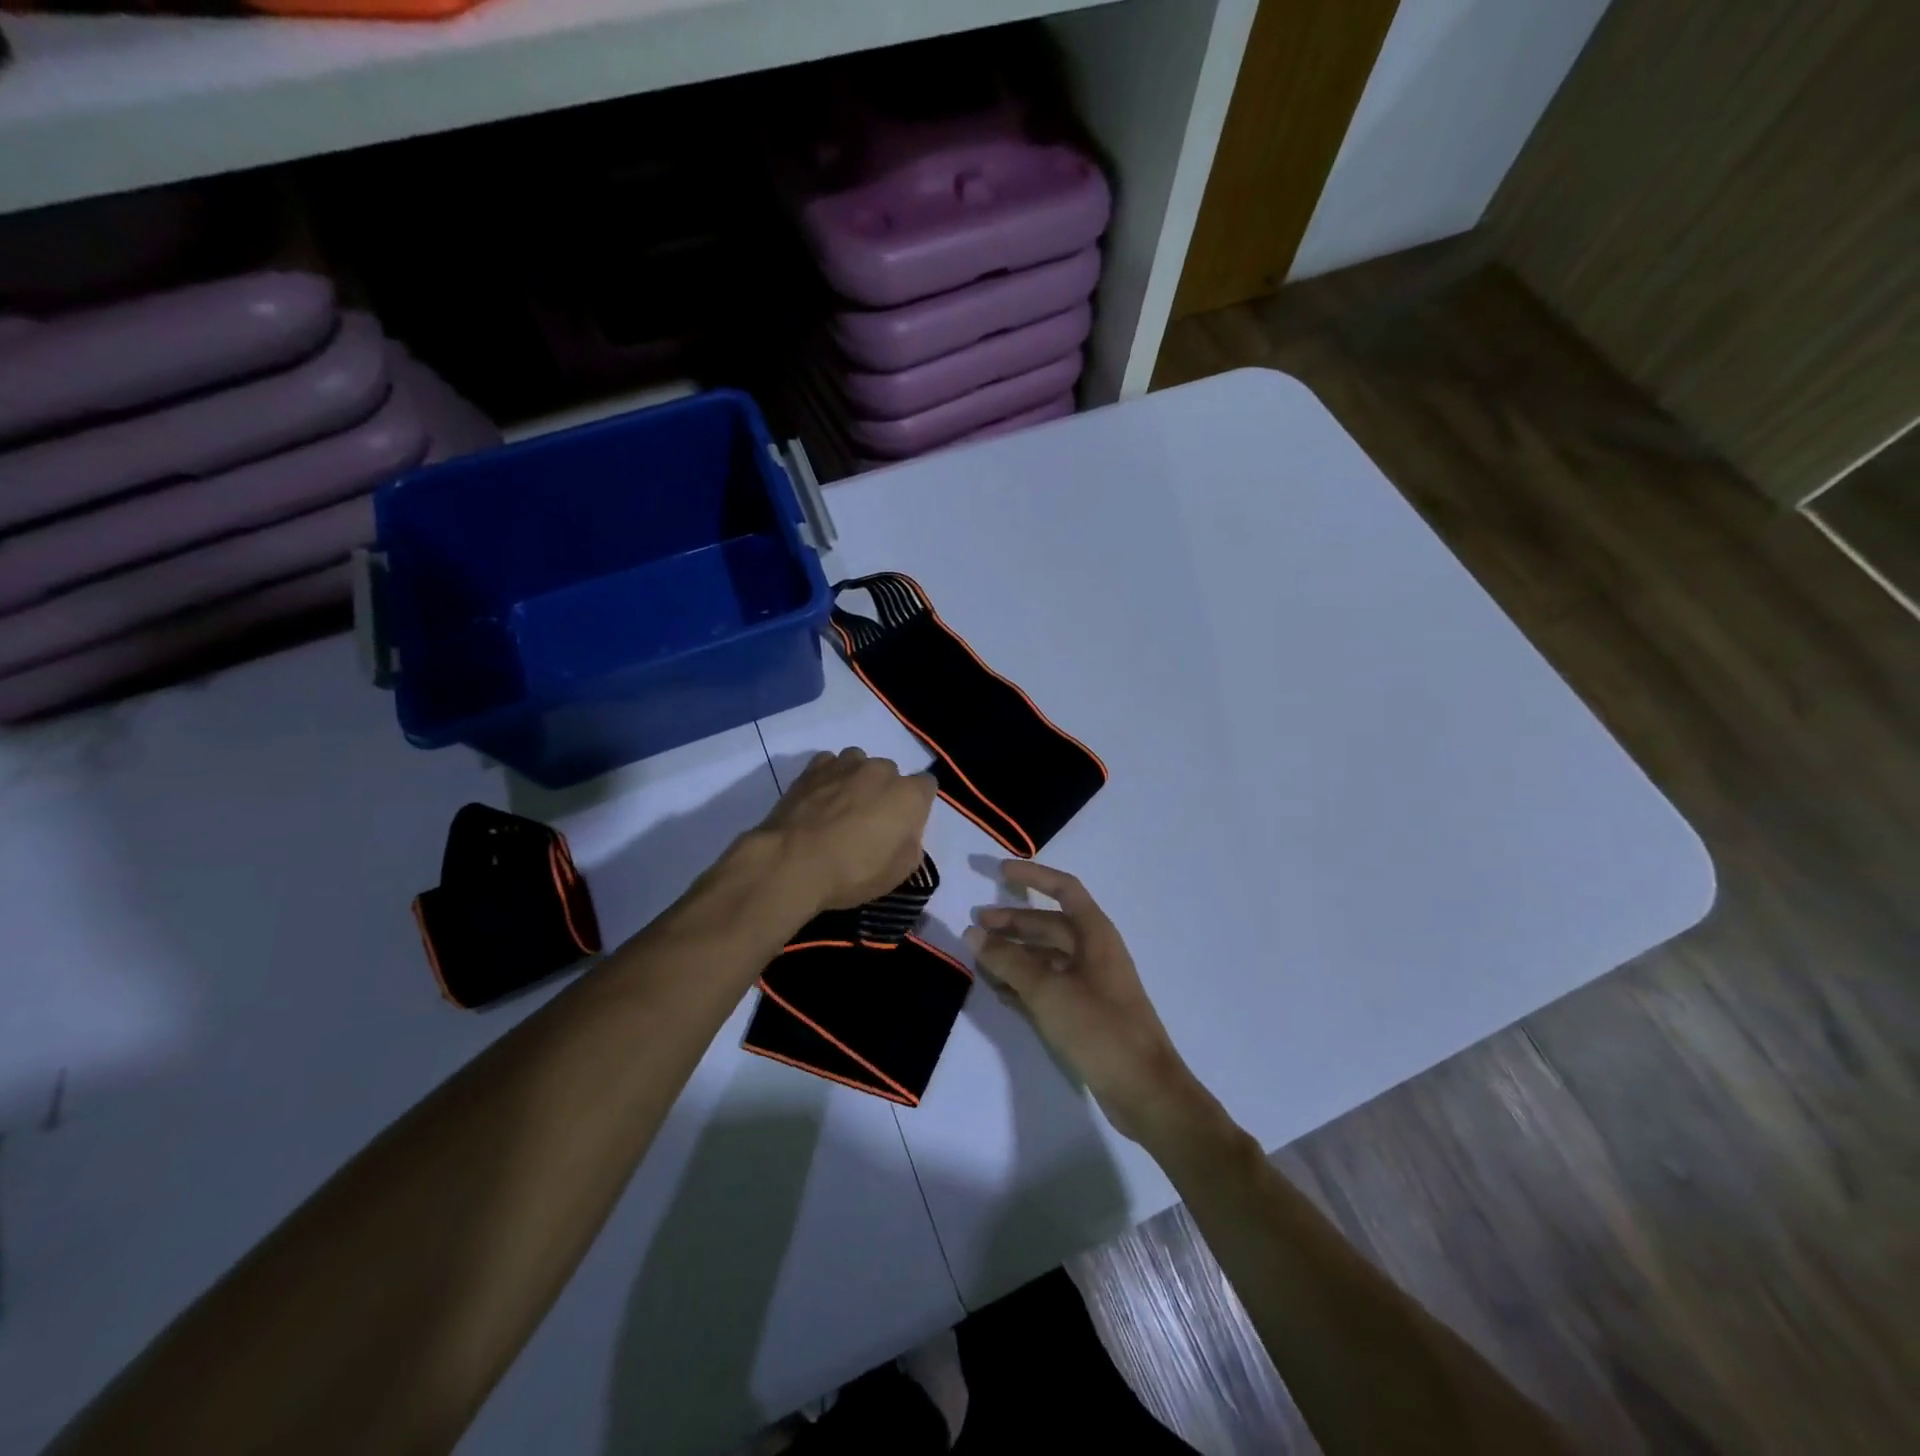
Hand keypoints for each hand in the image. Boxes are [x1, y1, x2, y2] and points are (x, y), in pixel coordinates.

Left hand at [758, 749, 936, 916]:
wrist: (793, 862)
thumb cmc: (853, 872)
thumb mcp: (899, 872)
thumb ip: (911, 844)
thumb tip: (904, 833)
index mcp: (909, 795)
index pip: (927, 785)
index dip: (918, 805)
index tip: (905, 825)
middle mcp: (881, 770)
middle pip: (891, 774)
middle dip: (885, 792)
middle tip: (871, 822)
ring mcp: (846, 764)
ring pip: (860, 763)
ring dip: (857, 780)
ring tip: (842, 807)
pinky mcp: (814, 768)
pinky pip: (830, 764)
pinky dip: (829, 777)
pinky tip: (821, 798)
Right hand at [966, 861, 1214, 1146]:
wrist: (1145, 1091)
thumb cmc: (1100, 1028)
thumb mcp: (1049, 990)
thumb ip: (1008, 960)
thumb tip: (973, 932)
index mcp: (1095, 934)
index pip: (1064, 889)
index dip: (1034, 876)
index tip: (1000, 870)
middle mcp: (1094, 952)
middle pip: (1049, 925)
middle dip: (1013, 923)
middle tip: (975, 927)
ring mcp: (1091, 983)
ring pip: (1046, 957)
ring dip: (1014, 956)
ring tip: (979, 961)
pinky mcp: (1085, 1012)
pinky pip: (1048, 986)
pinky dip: (1024, 984)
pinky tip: (999, 991)